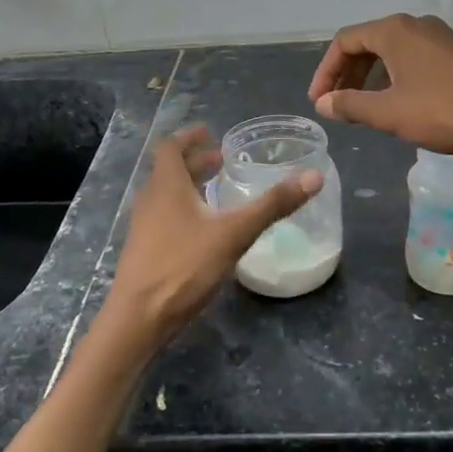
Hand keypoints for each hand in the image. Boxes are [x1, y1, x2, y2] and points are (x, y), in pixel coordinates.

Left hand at [99, 125, 322, 349]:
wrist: (138, 319)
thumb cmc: (183, 266)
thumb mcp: (234, 233)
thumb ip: (273, 205)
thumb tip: (314, 176)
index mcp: (166, 185)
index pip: (170, 147)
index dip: (189, 137)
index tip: (210, 132)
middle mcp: (150, 199)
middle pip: (169, 170)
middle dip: (195, 162)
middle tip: (222, 161)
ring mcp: (143, 227)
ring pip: (166, 194)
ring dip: (189, 186)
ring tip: (216, 190)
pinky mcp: (144, 250)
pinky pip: (164, 216)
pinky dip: (184, 209)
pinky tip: (204, 230)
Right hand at [308, 13, 452, 159]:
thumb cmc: (444, 111)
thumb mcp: (389, 113)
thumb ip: (350, 105)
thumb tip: (323, 103)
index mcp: (394, 31)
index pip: (345, 41)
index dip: (325, 71)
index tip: (319, 101)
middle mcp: (414, 25)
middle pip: (367, 42)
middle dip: (346, 74)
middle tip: (336, 104)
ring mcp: (438, 36)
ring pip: (391, 51)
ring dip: (370, 77)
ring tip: (362, 107)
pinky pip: (412, 57)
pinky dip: (394, 76)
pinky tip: (397, 103)